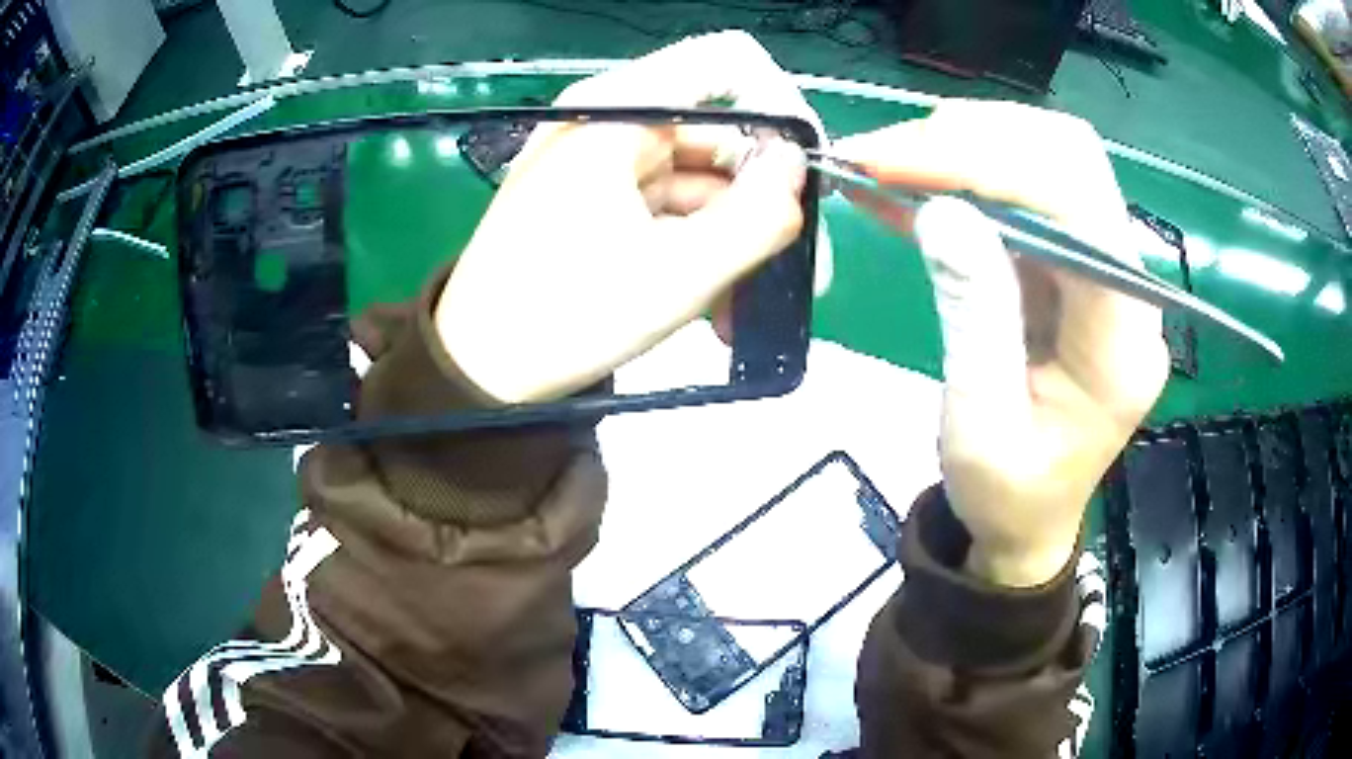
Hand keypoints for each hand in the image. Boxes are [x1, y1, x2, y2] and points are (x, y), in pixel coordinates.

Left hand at [436, 31, 818, 403]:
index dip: (779, 106)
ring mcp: (603, 161)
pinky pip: (670, 208)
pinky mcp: (599, 198)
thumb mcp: (677, 275)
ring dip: (732, 242)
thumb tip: (796, 167)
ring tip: (739, 312)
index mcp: (617, 114)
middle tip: (794, 273)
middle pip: (718, 134)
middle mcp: (610, 123)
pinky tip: (712, 307)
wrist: (479, 369)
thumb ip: (757, 217)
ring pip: (700, 181)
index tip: (802, 175)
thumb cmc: (564, 319)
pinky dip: (698, 250)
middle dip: (762, 203)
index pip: (724, 64)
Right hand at [834, 101, 1169, 586]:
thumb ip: (973, 319)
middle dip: (973, 137)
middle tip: (883, 155)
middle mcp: (1126, 288)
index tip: (891, 161)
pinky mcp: (1072, 265)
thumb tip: (941, 210)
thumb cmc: (1009, 497)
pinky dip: (960, 175)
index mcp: (1121, 341)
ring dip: (962, 147)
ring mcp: (1102, 270)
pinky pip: (1022, 194)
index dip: (986, 163)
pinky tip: (903, 181)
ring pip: (1046, 160)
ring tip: (884, 164)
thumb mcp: (980, 429)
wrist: (1031, 520)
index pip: (1078, 206)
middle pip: (1070, 159)